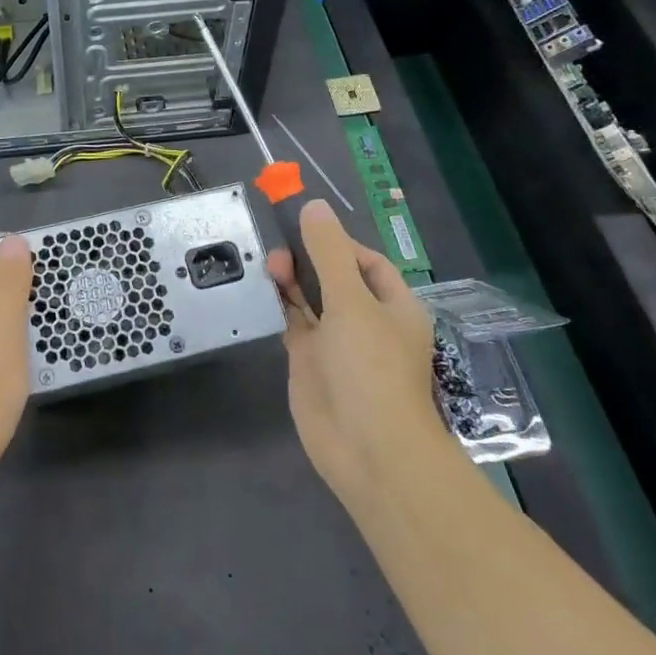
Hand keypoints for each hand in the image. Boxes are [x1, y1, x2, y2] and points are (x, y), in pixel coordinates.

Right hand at [267, 200, 444, 513]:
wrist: (367, 448)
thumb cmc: (371, 367)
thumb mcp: (351, 301)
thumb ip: (328, 253)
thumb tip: (314, 206)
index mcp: (393, 305)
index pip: (366, 261)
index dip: (337, 242)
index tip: (304, 229)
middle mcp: (366, 320)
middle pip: (334, 277)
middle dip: (308, 259)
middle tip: (278, 251)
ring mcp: (336, 342)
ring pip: (311, 299)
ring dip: (292, 280)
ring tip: (268, 265)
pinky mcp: (310, 361)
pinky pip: (294, 323)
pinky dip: (280, 305)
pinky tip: (263, 289)